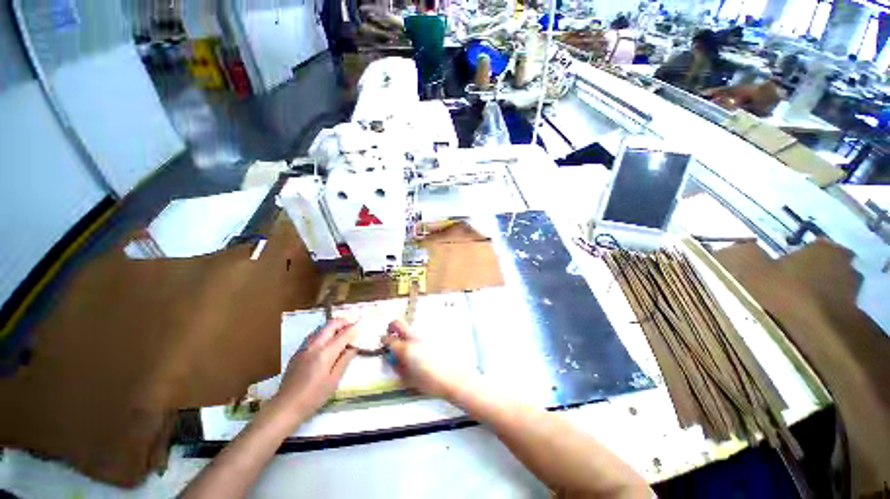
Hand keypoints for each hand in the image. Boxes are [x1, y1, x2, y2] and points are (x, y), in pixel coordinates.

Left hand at [275, 318, 357, 419]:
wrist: (285, 407)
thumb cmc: (313, 397)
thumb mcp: (334, 380)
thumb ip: (344, 360)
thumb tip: (353, 347)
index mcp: (325, 353)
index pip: (344, 334)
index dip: (355, 328)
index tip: (363, 325)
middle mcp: (314, 345)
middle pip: (331, 324)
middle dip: (344, 322)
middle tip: (353, 327)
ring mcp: (304, 347)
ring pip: (321, 327)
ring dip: (333, 326)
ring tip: (342, 333)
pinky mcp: (298, 352)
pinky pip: (313, 335)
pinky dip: (324, 333)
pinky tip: (328, 343)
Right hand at [383, 320, 470, 399]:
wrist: (458, 377)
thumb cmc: (433, 383)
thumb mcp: (410, 379)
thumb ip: (398, 366)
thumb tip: (393, 358)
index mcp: (406, 349)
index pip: (389, 339)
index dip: (384, 341)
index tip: (384, 343)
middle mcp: (415, 336)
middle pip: (398, 323)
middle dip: (392, 328)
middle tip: (393, 337)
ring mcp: (426, 332)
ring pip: (411, 327)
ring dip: (408, 334)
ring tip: (413, 347)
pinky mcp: (436, 332)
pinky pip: (423, 331)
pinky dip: (420, 336)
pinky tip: (426, 347)